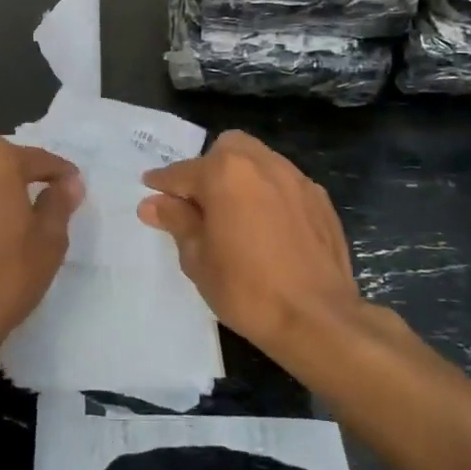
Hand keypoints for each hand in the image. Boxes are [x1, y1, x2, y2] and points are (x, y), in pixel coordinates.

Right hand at [139, 131, 365, 361]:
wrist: (318, 320)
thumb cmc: (246, 290)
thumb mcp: (198, 259)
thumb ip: (176, 221)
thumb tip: (152, 203)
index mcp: (225, 172)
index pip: (183, 171)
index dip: (162, 183)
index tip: (150, 189)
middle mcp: (261, 163)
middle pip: (226, 149)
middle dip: (208, 168)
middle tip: (200, 203)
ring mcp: (296, 178)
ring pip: (258, 160)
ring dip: (240, 177)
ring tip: (235, 214)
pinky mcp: (320, 199)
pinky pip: (284, 183)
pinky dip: (269, 193)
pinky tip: (268, 226)